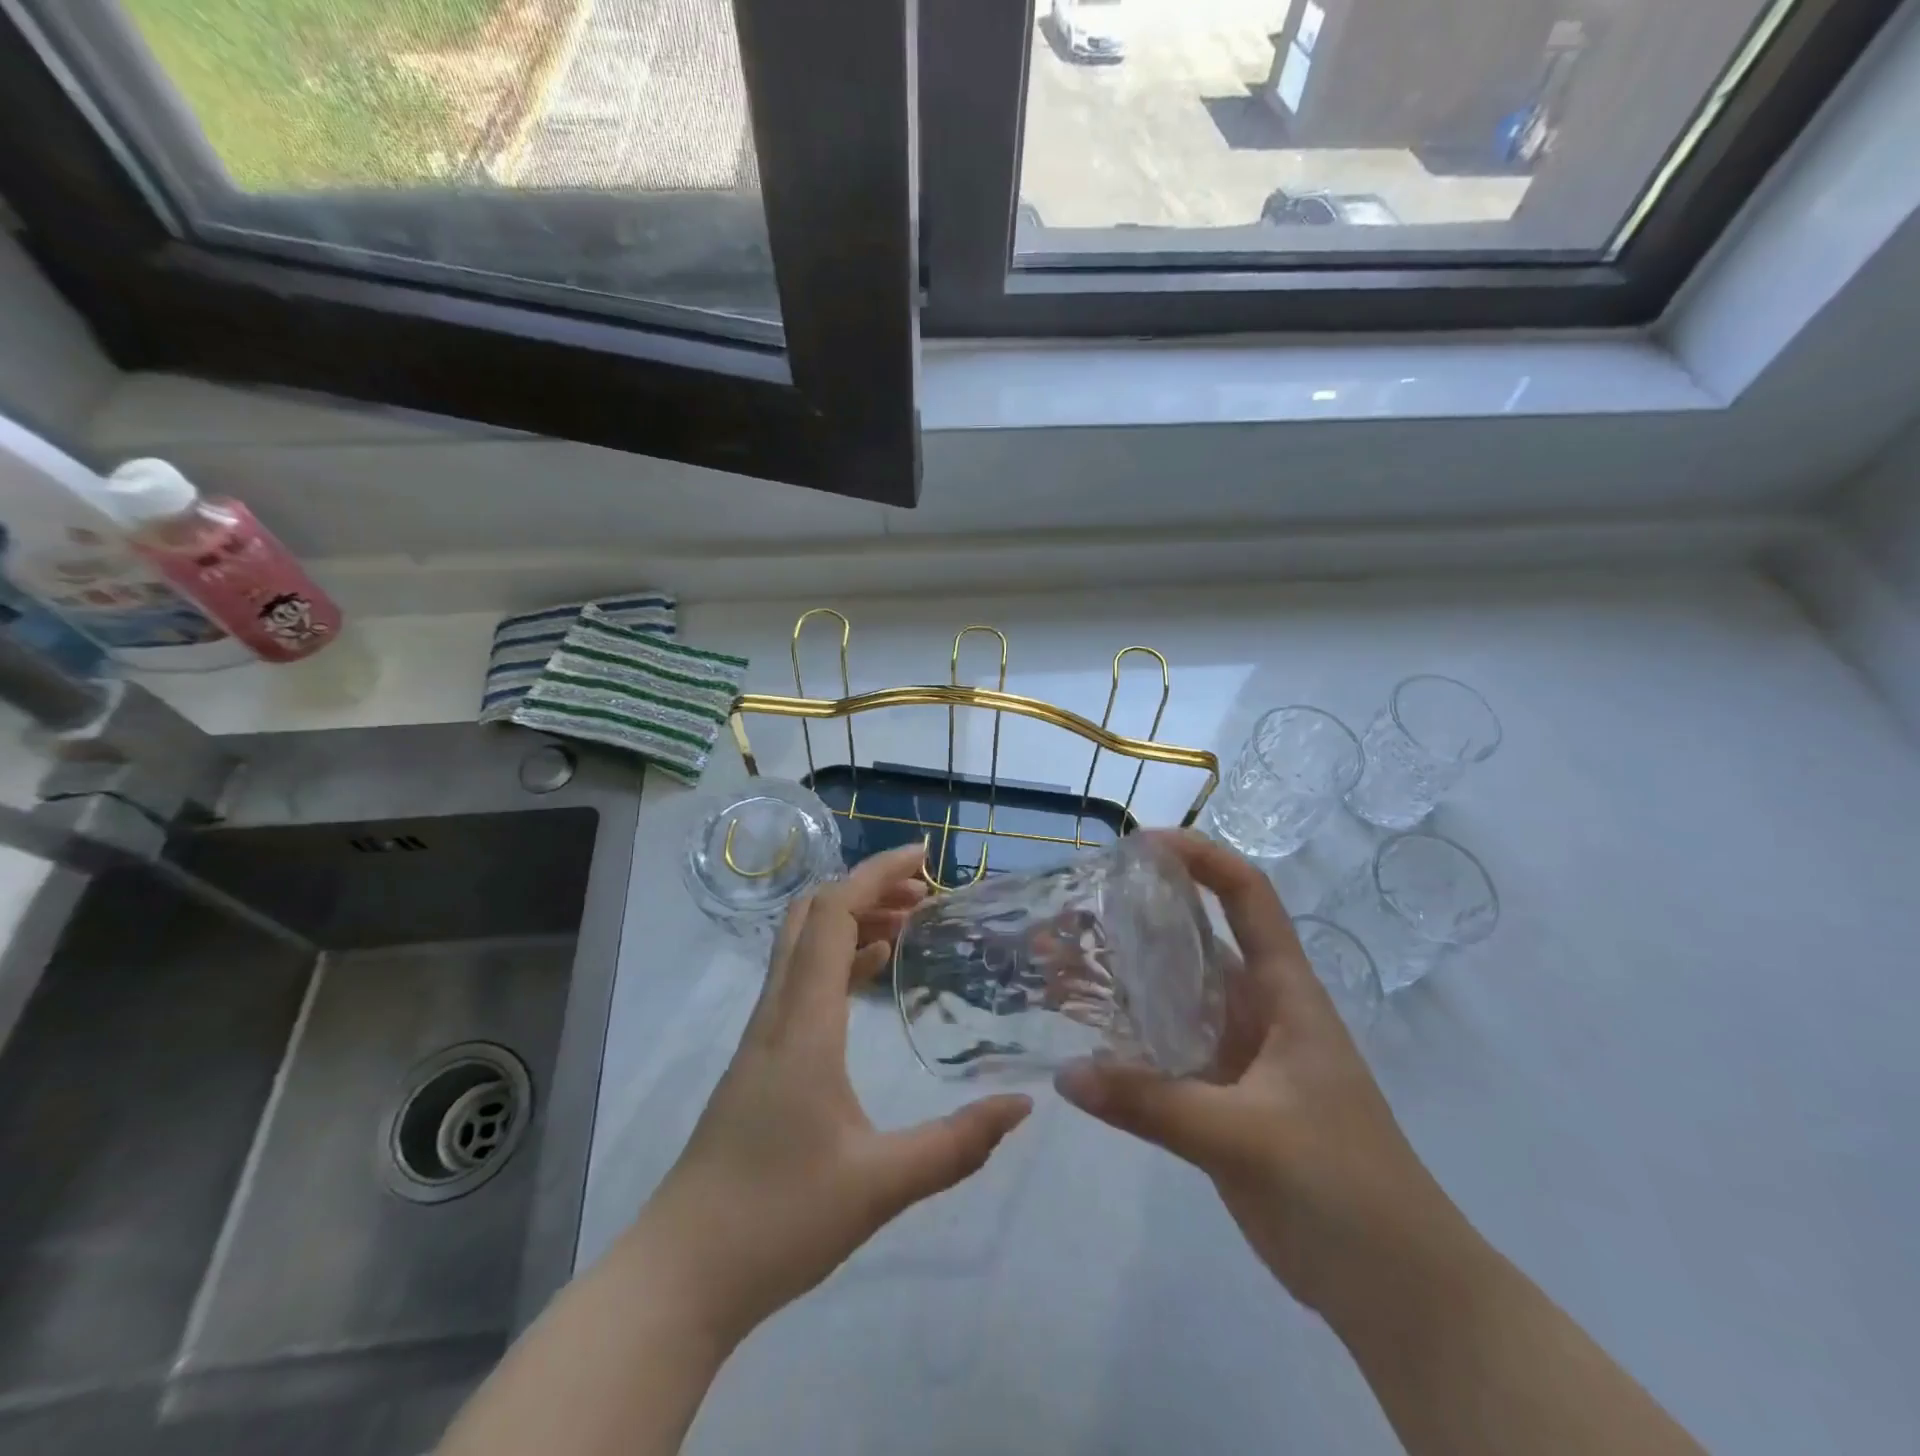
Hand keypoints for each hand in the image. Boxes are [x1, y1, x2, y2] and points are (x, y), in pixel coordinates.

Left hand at [640, 843, 1032, 1342]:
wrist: (681, 1274)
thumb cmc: (778, 1220)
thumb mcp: (881, 1185)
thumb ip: (957, 1144)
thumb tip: (1021, 1106)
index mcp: (803, 1022)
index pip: (834, 914)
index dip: (877, 874)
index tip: (925, 857)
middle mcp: (778, 1012)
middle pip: (812, 915)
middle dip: (868, 888)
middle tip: (925, 894)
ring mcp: (762, 1034)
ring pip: (803, 945)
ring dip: (853, 919)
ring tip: (910, 924)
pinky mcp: (760, 1058)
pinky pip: (801, 980)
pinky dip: (839, 957)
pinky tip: (872, 974)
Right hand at [1055, 831, 1467, 1316]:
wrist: (1398, 1290)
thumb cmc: (1345, 1190)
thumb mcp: (1248, 1139)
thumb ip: (1154, 1104)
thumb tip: (1066, 1075)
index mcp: (1285, 994)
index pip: (1248, 897)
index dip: (1202, 858)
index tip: (1141, 844)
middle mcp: (1258, 1009)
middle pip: (1195, 941)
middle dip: (1137, 915)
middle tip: (1071, 906)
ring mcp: (1237, 1053)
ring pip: (1173, 995)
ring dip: (1121, 975)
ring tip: (1057, 959)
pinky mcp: (1219, 1096)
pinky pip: (1163, 1049)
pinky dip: (1124, 1036)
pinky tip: (1079, 1034)